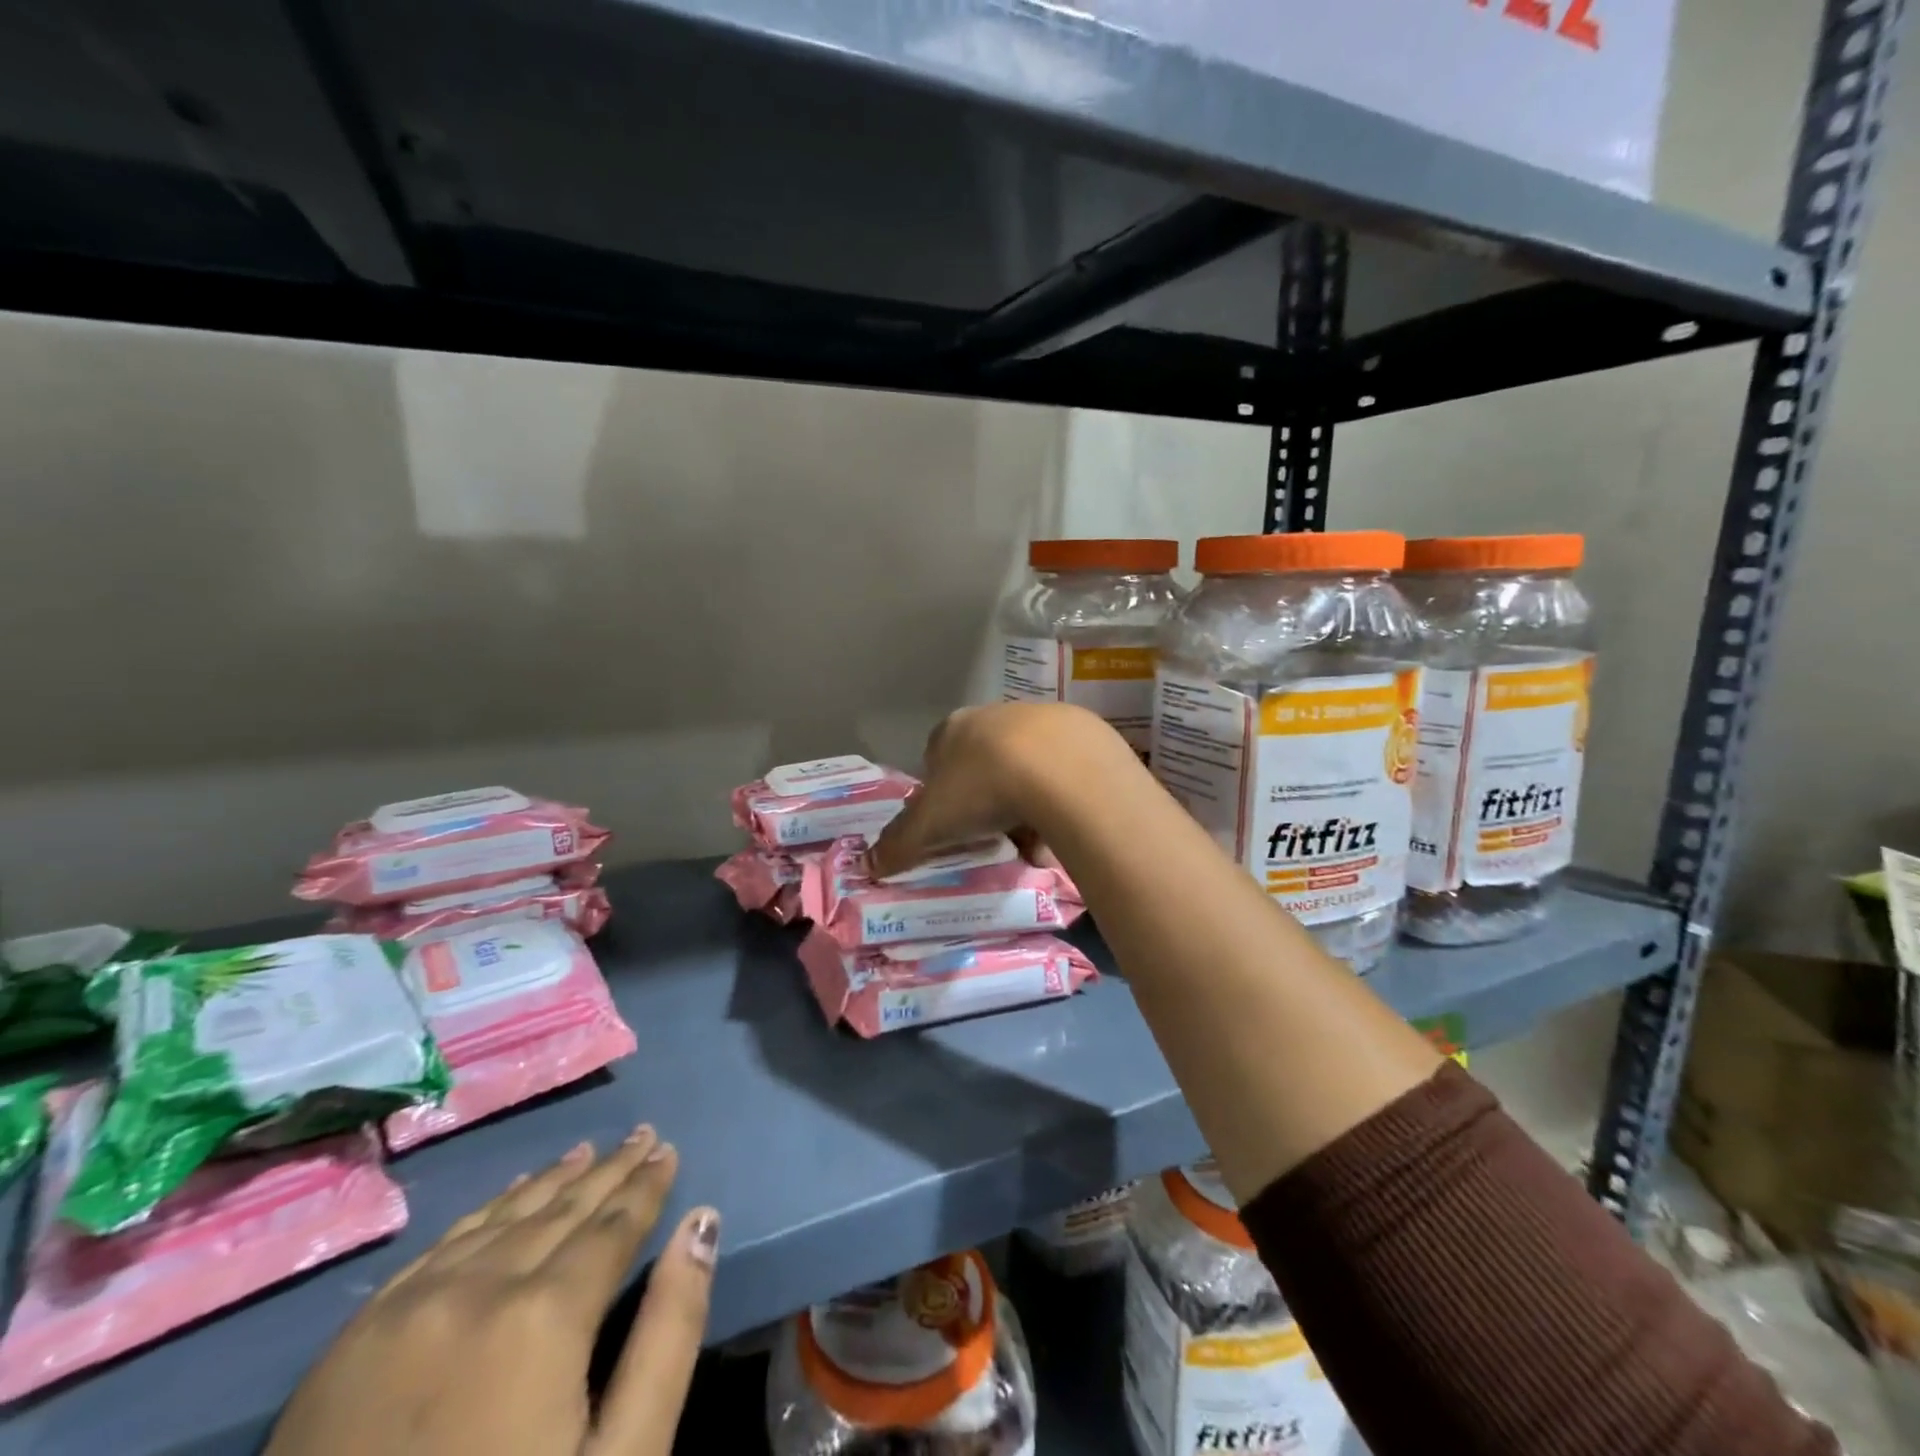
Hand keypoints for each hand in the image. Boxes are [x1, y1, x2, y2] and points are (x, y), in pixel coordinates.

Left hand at [266, 1125, 718, 1455]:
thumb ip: (669, 1333)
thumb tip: (702, 1224)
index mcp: (544, 1316)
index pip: (613, 1225)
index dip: (646, 1186)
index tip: (666, 1150)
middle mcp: (476, 1289)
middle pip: (560, 1210)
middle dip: (608, 1171)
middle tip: (640, 1135)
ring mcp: (406, 1310)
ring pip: (500, 1218)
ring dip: (551, 1182)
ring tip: (586, 1152)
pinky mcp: (352, 1342)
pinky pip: (439, 1248)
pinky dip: (487, 1213)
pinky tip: (507, 1198)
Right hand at [867, 702, 1135, 877]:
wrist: (1060, 769)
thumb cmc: (981, 789)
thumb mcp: (930, 824)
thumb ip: (899, 844)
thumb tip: (868, 865)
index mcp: (954, 729)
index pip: (937, 755)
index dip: (942, 790)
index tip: (951, 821)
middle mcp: (996, 716)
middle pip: (985, 761)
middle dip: (988, 797)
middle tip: (993, 833)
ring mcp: (1043, 720)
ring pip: (1027, 767)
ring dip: (1027, 801)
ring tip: (1033, 841)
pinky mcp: (1083, 733)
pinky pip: (1064, 772)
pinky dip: (1061, 799)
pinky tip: (1065, 827)